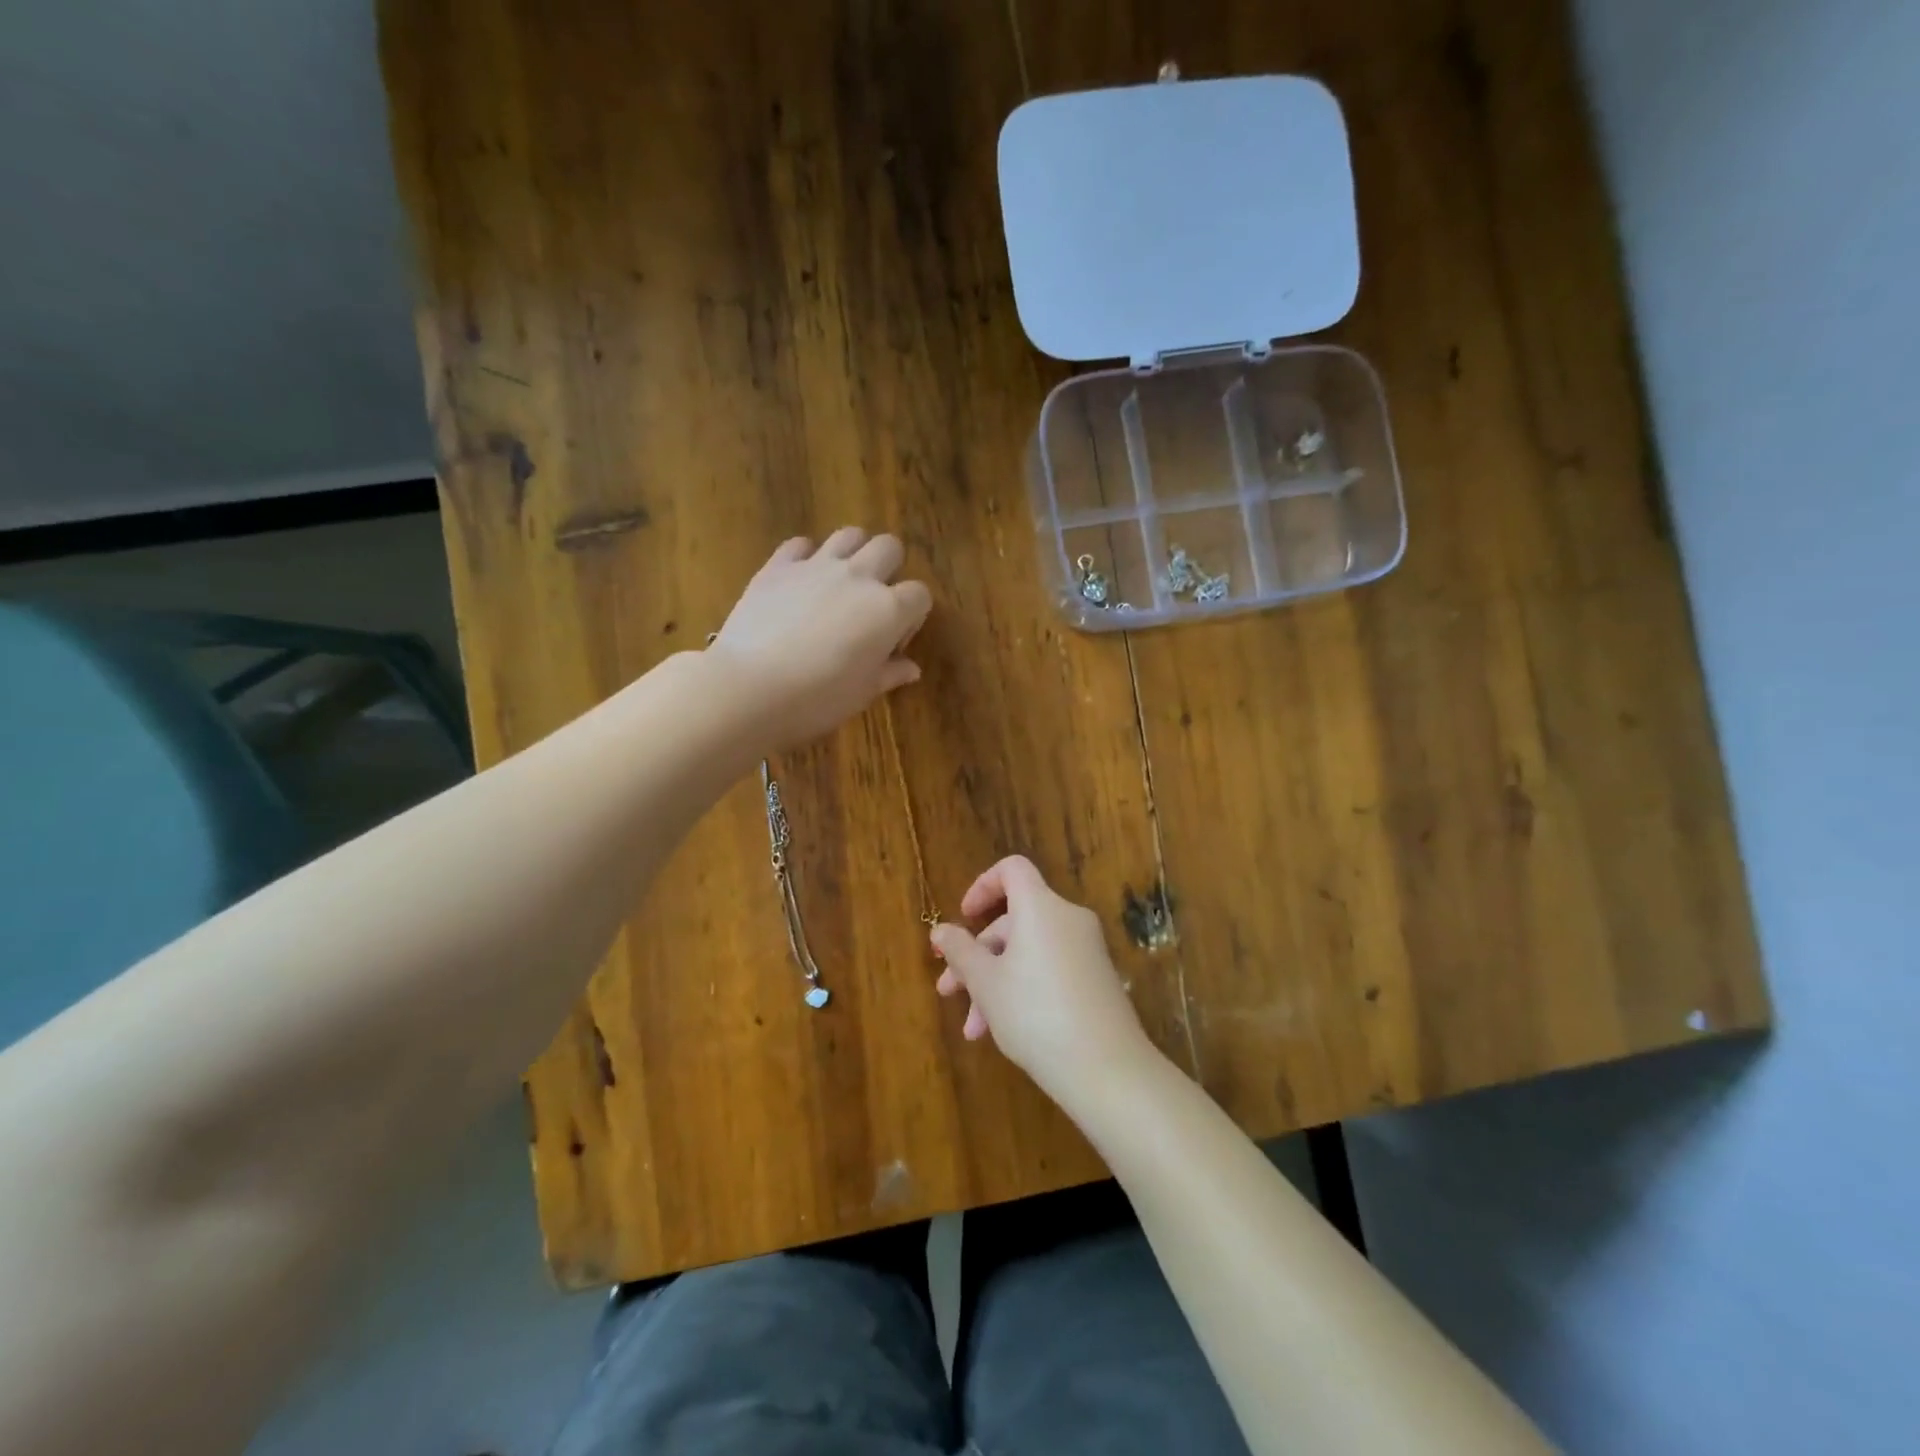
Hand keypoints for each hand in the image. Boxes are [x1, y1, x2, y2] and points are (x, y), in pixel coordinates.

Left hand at [708, 529, 931, 750]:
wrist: (750, 687)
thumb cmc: (817, 699)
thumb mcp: (863, 693)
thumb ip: (890, 674)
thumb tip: (910, 668)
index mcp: (888, 610)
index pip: (920, 595)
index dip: (912, 617)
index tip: (892, 643)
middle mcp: (859, 577)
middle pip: (890, 547)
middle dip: (889, 569)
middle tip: (871, 603)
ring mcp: (817, 566)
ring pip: (849, 534)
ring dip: (853, 552)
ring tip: (840, 583)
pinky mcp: (778, 566)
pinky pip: (800, 544)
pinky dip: (805, 556)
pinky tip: (799, 582)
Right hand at [930, 855, 1156, 1104]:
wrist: (1107, 1068)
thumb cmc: (1035, 1014)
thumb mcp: (986, 983)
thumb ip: (960, 951)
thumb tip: (940, 930)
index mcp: (1041, 907)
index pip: (1012, 870)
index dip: (983, 885)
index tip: (963, 918)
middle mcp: (1068, 918)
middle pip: (1014, 920)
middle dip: (977, 955)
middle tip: (950, 991)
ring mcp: (1086, 949)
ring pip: (1028, 951)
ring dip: (995, 981)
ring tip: (973, 1029)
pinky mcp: (1096, 979)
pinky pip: (1050, 969)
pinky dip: (1023, 988)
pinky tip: (1003, 1031)